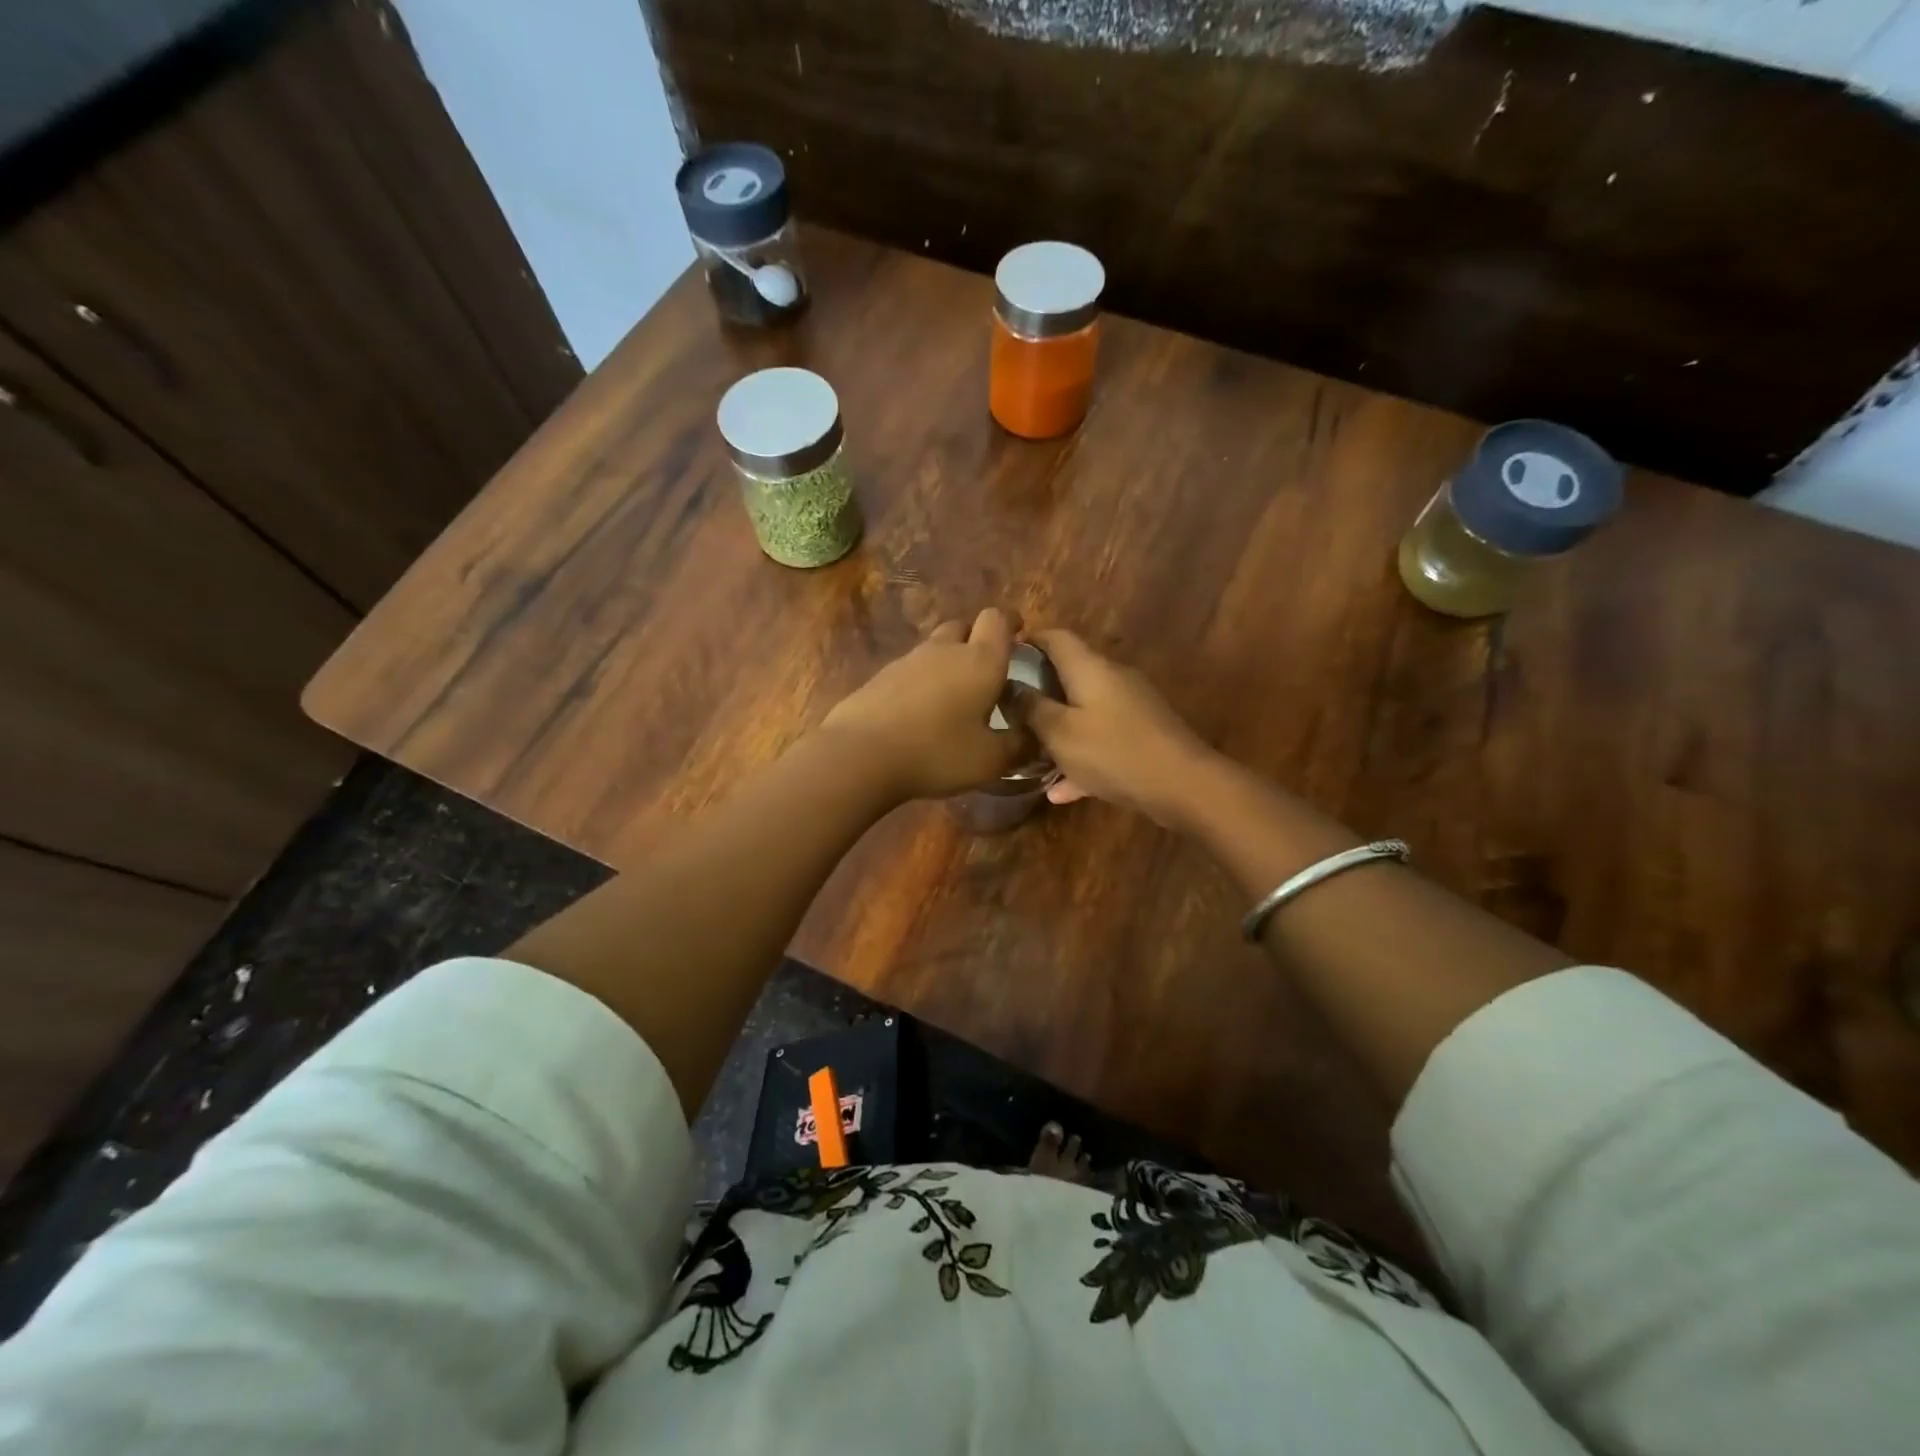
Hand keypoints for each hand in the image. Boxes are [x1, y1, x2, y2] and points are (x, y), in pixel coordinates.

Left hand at [819, 609, 1029, 801]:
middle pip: (963, 626)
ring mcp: (907, 660)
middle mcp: (944, 650)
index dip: (1010, 623)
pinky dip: (922, 682)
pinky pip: (910, 669)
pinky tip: (921, 712)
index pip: (998, 619)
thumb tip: (1036, 737)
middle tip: (986, 671)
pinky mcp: (880, 677)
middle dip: (977, 640)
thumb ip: (1019, 745)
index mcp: (980, 661)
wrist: (861, 754)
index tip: (1019, 635)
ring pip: (935, 647)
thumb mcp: (990, 760)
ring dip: (948, 662)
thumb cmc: (937, 753)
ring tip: (954, 696)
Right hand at [1015, 629, 1213, 825]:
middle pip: (1069, 674)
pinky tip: (1060, 792)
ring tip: (1028, 752)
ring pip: (1083, 711)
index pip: (1055, 637)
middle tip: (1007, 710)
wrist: (1183, 785)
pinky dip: (1081, 756)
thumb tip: (1010, 687)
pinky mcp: (1142, 734)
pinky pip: (1102, 739)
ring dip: (1057, 730)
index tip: (1000, 657)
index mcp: (1090, 668)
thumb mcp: (1060, 733)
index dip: (1027, 640)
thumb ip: (1031, 709)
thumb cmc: (1114, 752)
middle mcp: (1112, 678)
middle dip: (1037, 690)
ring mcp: (1131, 706)